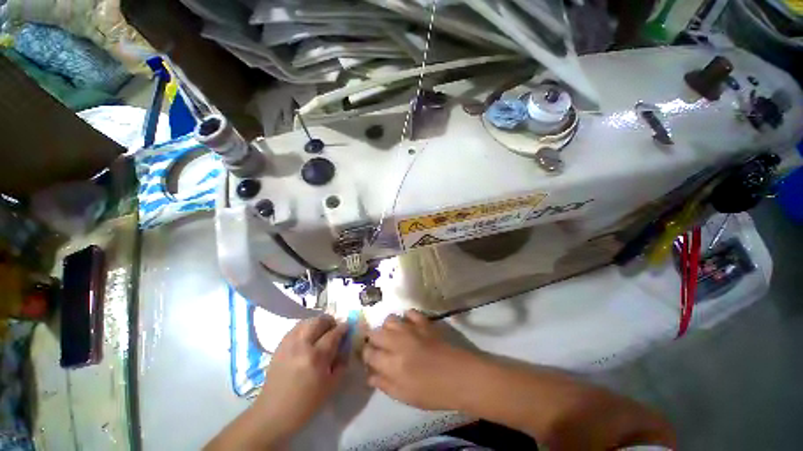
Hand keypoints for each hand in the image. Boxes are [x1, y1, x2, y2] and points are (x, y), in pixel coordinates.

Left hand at [253, 315, 347, 438]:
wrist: (272, 414)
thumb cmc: (305, 404)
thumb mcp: (330, 386)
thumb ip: (341, 363)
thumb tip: (346, 347)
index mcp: (316, 357)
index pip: (333, 333)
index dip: (343, 328)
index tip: (348, 327)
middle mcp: (302, 345)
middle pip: (319, 321)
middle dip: (330, 321)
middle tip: (334, 328)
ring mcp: (289, 344)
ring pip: (307, 321)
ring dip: (317, 323)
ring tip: (322, 331)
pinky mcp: (280, 346)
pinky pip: (296, 328)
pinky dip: (305, 327)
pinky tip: (308, 336)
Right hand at [362, 310, 478, 410]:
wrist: (460, 376)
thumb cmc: (433, 392)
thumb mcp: (405, 396)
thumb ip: (384, 384)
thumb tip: (369, 375)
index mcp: (392, 363)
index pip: (369, 353)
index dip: (365, 354)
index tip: (368, 357)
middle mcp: (398, 342)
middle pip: (375, 333)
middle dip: (372, 339)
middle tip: (379, 347)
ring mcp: (412, 329)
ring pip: (390, 320)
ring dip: (387, 327)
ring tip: (393, 336)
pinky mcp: (424, 322)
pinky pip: (410, 312)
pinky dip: (406, 317)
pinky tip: (409, 325)